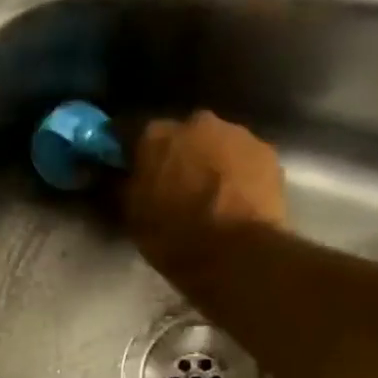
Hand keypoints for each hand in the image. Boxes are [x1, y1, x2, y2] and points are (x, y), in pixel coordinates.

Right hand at [121, 110, 287, 281]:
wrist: (235, 254)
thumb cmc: (173, 237)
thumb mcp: (132, 216)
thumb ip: (119, 186)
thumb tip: (110, 173)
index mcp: (155, 135)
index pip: (130, 132)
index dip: (127, 151)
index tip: (125, 167)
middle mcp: (197, 122)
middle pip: (179, 134)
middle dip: (173, 153)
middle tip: (170, 184)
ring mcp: (237, 133)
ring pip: (214, 143)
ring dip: (207, 160)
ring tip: (206, 194)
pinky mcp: (267, 152)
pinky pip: (242, 158)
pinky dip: (235, 172)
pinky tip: (232, 198)